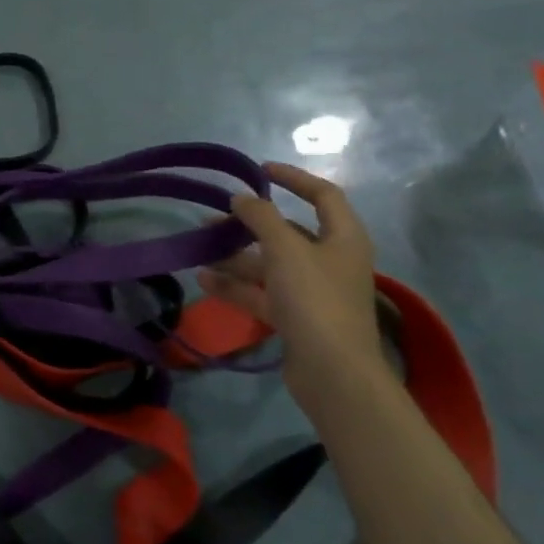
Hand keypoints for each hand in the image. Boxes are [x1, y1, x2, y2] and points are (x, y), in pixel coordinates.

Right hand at [200, 162, 382, 389]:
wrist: (333, 372)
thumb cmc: (315, 299)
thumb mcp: (285, 249)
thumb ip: (260, 217)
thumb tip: (240, 198)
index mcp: (343, 238)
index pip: (323, 195)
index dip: (293, 178)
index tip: (259, 170)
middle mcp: (331, 261)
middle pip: (289, 232)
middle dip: (250, 223)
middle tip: (215, 216)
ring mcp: (313, 292)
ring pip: (270, 264)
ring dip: (236, 256)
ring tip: (200, 248)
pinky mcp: (296, 318)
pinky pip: (262, 293)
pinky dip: (236, 285)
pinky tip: (203, 279)